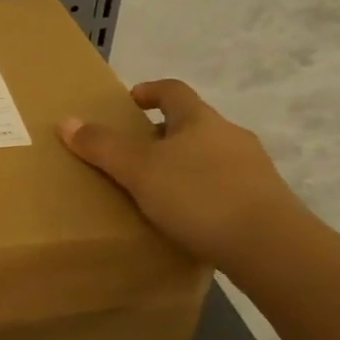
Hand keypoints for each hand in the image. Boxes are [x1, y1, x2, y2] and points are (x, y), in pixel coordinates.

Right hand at [59, 79, 303, 268]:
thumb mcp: (138, 170)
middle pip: (192, 124)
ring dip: (184, 165)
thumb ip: (102, 146)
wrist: (272, 248)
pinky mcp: (265, 203)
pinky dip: (203, 194)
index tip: (130, 102)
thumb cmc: (199, 195)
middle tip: (135, 153)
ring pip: (210, 157)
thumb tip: (67, 121)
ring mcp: (253, 170)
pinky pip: (224, 188)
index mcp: (201, 119)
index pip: (173, 90)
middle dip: (163, 134)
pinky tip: (188, 218)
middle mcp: (231, 136)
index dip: (150, 91)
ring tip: (158, 190)